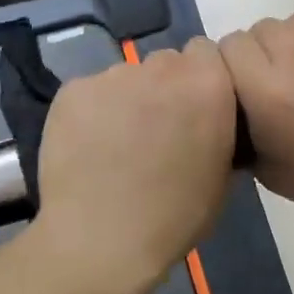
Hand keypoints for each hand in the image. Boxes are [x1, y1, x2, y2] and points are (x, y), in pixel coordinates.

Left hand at [34, 39, 236, 293]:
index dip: (201, 79)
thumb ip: (218, 130)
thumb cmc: (174, 218)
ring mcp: (111, 76)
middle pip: (165, 62)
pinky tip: (87, 148)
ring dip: (127, 100)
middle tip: (155, 130)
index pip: (206, 53)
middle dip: (164, 87)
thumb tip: (208, 122)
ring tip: (115, 145)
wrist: (101, 240)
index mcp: (207, 84)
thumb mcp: (221, 177)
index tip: (193, 110)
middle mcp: (160, 67)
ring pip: (125, 78)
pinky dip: (91, 113)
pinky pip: (89, 93)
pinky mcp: (71, 90)